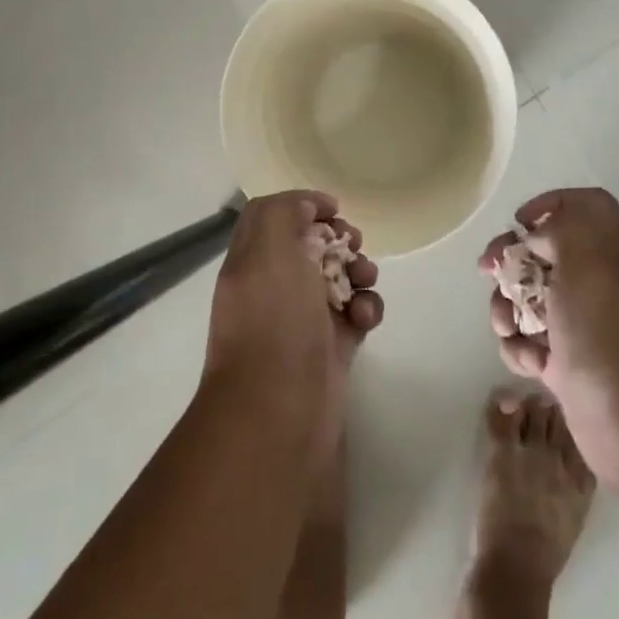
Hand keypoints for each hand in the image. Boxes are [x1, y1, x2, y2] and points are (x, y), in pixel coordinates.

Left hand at [204, 190, 383, 460]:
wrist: (279, 412)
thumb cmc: (274, 322)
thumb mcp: (269, 251)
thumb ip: (284, 213)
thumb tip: (308, 209)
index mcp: (252, 261)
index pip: (275, 216)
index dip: (304, 205)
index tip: (334, 210)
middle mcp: (275, 286)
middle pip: (313, 245)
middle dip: (340, 239)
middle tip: (353, 245)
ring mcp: (304, 318)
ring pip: (340, 277)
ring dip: (360, 271)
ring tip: (365, 283)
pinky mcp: (332, 347)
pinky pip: (356, 314)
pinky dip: (366, 309)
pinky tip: (365, 319)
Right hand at [480, 188, 618, 494]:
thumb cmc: (612, 336)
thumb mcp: (589, 262)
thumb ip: (563, 228)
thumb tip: (539, 234)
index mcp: (611, 251)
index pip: (586, 206)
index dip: (552, 204)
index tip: (521, 223)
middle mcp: (598, 283)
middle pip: (545, 251)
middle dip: (511, 259)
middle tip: (490, 271)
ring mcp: (583, 326)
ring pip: (530, 299)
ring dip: (507, 307)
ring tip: (509, 328)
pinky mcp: (569, 366)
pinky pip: (531, 343)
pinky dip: (521, 349)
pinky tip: (529, 364)